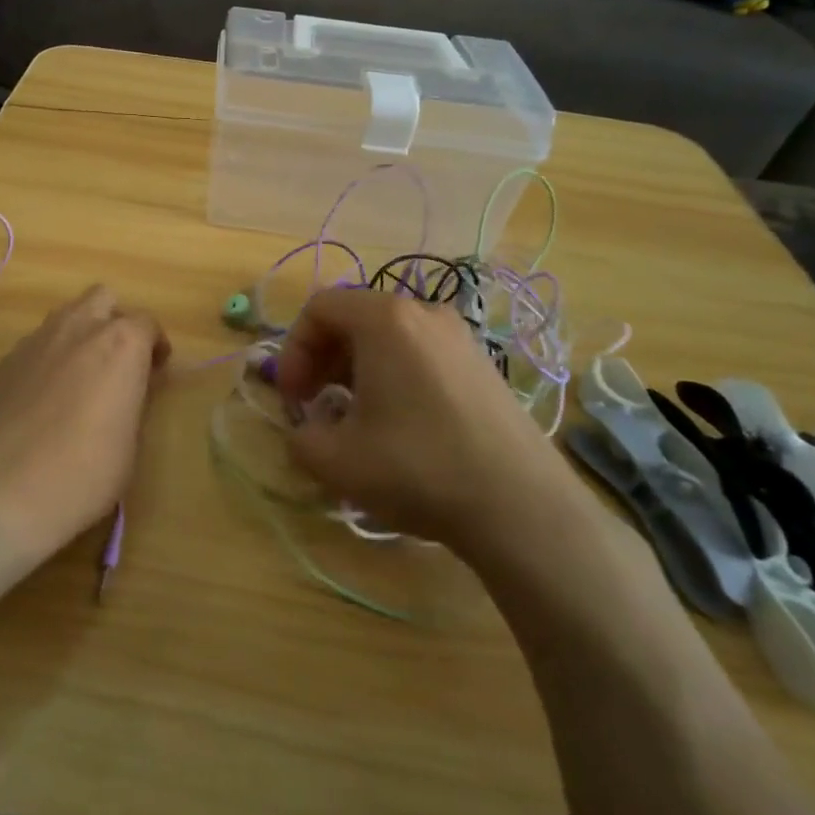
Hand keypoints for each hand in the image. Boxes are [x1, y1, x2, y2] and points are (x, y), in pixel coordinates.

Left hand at [0, 285, 168, 571]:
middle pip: (103, 299)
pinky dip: (49, 358)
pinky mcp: (4, 361)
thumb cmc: (82, 473)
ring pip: (66, 316)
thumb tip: (129, 385)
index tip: (155, 372)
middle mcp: (78, 328)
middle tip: (118, 361)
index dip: (155, 346)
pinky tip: (44, 397)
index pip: (147, 323)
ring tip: (80, 376)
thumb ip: (133, 399)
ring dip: (80, 334)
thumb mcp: (129, 443)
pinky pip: (36, 344)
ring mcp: (35, 340)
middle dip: (115, 321)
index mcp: (120, 343)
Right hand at [275, 287, 584, 556]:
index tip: (293, 398)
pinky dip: (393, 376)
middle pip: (354, 318)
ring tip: (353, 417)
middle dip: (322, 359)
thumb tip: (306, 431)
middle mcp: (424, 313)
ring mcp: (460, 338)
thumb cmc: (417, 468)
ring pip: (388, 337)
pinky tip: (397, 423)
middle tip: (315, 404)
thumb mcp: (335, 460)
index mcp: (385, 320)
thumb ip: (299, 437)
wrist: (521, 506)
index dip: (293, 350)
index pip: (319, 307)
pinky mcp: (482, 365)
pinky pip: (419, 354)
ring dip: (356, 369)